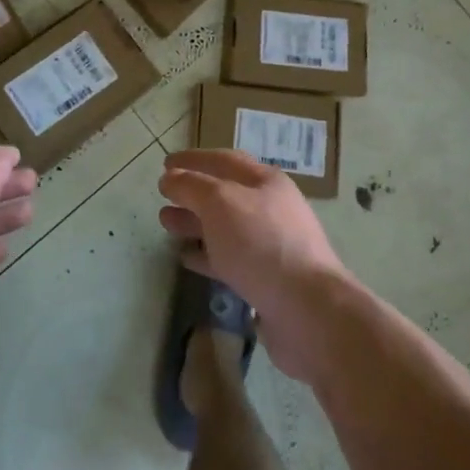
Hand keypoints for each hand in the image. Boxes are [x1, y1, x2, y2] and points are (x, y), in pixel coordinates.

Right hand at [158, 148, 351, 379]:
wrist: (307, 310)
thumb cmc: (261, 243)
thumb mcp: (220, 202)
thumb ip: (191, 185)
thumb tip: (170, 177)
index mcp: (266, 182)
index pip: (224, 160)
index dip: (193, 159)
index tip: (165, 163)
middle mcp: (271, 209)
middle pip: (225, 194)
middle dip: (192, 192)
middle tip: (163, 196)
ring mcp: (270, 245)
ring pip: (225, 227)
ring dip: (195, 223)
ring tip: (166, 224)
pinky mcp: (266, 280)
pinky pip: (230, 259)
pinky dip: (206, 255)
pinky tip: (186, 258)